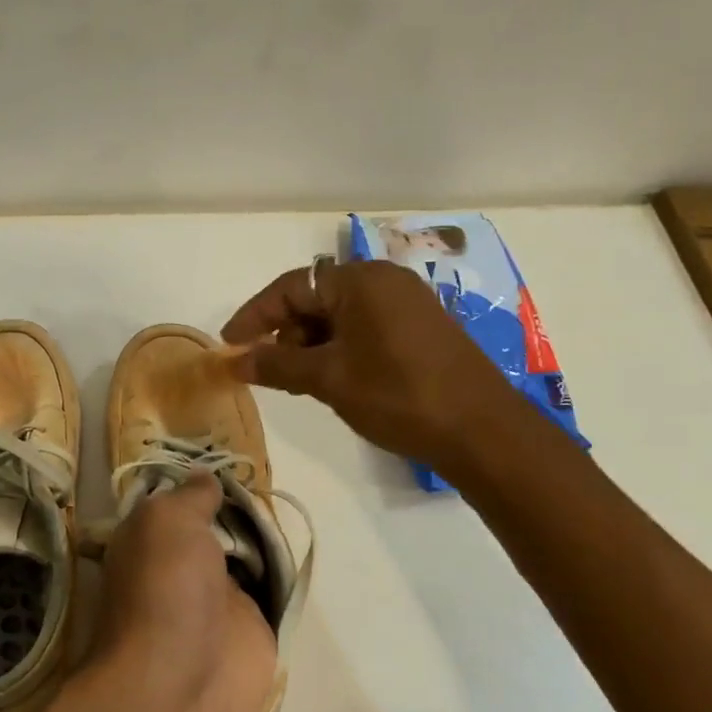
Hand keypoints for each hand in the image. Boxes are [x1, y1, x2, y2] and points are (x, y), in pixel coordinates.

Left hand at [91, 474, 278, 711]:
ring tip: (288, 506)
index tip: (230, 459)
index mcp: (151, 542)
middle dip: (239, 507)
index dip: (200, 485)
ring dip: (265, 537)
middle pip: (217, 526)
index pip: (177, 503)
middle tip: (268, 481)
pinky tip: (301, 547)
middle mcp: (182, 567)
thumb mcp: (167, 522)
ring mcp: (218, 599)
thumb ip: (191, 497)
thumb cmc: (164, 591)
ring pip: (247, 555)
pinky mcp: (252, 627)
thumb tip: (206, 477)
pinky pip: (271, 590)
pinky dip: (284, 574)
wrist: (181, 686)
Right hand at [221, 259, 508, 464]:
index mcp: (361, 280)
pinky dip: (339, 349)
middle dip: (285, 333)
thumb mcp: (328, 379)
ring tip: (299, 382)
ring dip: (311, 344)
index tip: (230, 345)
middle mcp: (385, 281)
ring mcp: (407, 304)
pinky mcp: (420, 329)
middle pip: (316, 298)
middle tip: (267, 370)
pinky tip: (332, 380)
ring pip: (340, 316)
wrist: (481, 431)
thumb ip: (277, 365)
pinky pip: (364, 328)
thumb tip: (234, 360)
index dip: (255, 316)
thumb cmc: (397, 395)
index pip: (292, 287)